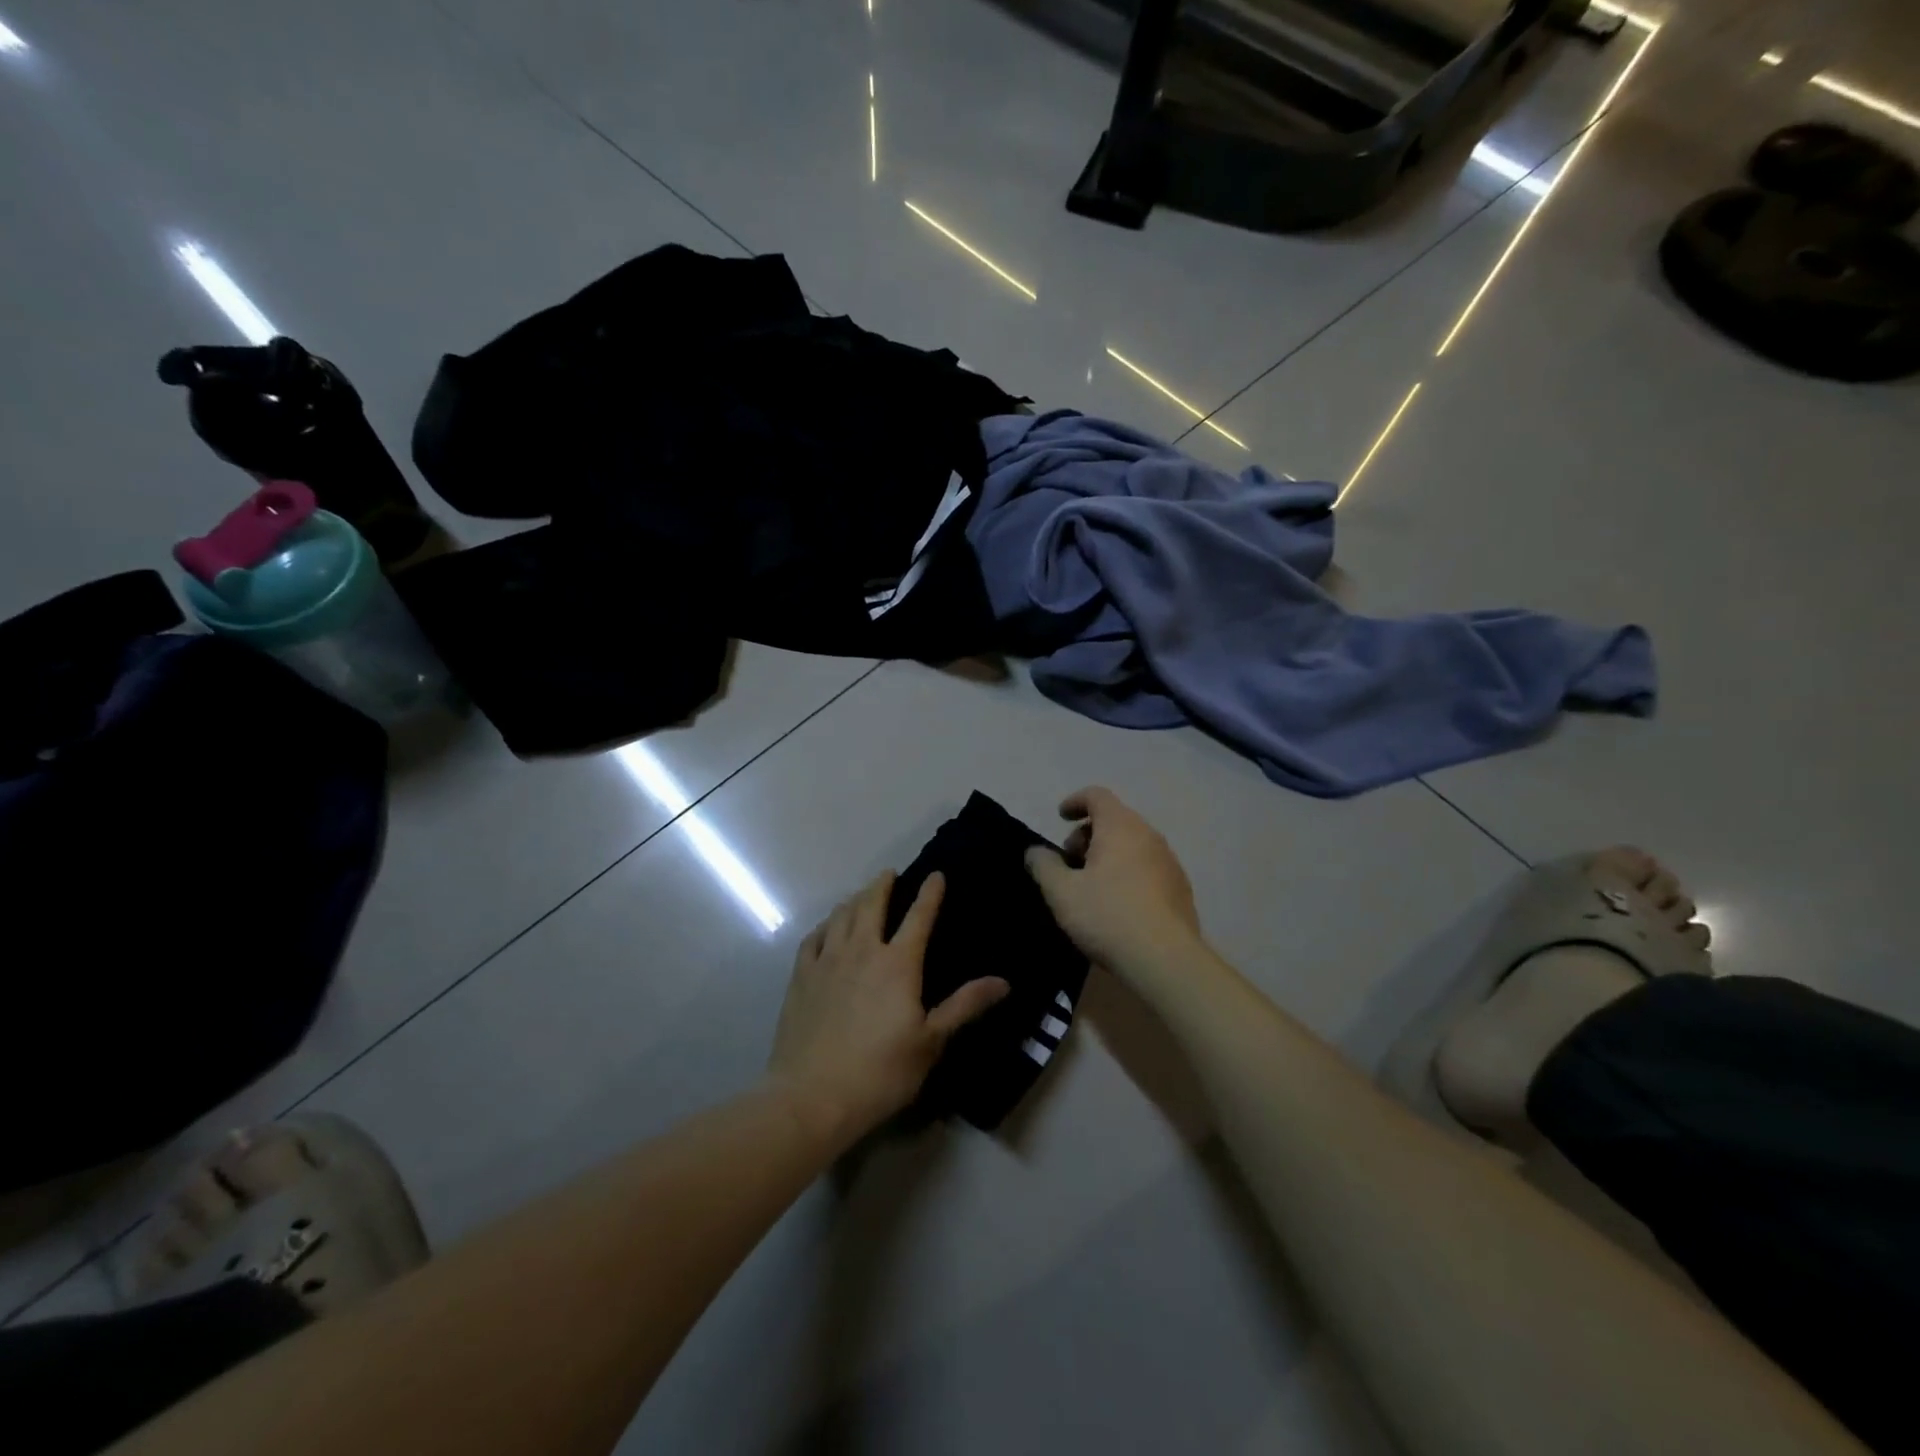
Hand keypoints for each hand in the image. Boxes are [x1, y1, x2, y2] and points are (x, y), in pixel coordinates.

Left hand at [769, 871, 1007, 1142]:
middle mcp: (862, 951)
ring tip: (860, 895)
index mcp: (898, 963)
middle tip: (889, 874)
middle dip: (882, 885)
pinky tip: (827, 928)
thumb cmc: (880, 1072)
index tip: (936, 874)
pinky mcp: (801, 977)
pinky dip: (824, 925)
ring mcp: (827, 961)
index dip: (930, 893)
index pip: (918, 917)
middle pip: (871, 904)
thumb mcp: (931, 1042)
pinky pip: (813, 938)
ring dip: (854, 899)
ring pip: (841, 915)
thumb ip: (964, 1006)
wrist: (812, 1096)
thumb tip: (1003, 981)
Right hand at [1024, 787, 1202, 974]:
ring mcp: (1169, 862)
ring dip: (1108, 854)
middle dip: (1088, 833)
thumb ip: (1044, 866)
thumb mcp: (1062, 893)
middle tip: (1070, 861)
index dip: (1075, 801)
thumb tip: (1034, 852)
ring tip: (1090, 885)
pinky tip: (1117, 904)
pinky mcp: (1180, 888)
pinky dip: (1128, 872)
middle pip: (1115, 819)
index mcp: (1120, 827)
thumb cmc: (1108, 916)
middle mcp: (1149, 836)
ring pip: (1133, 844)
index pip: (1097, 795)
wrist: (1165, 960)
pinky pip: (1148, 866)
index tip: (1060, 817)